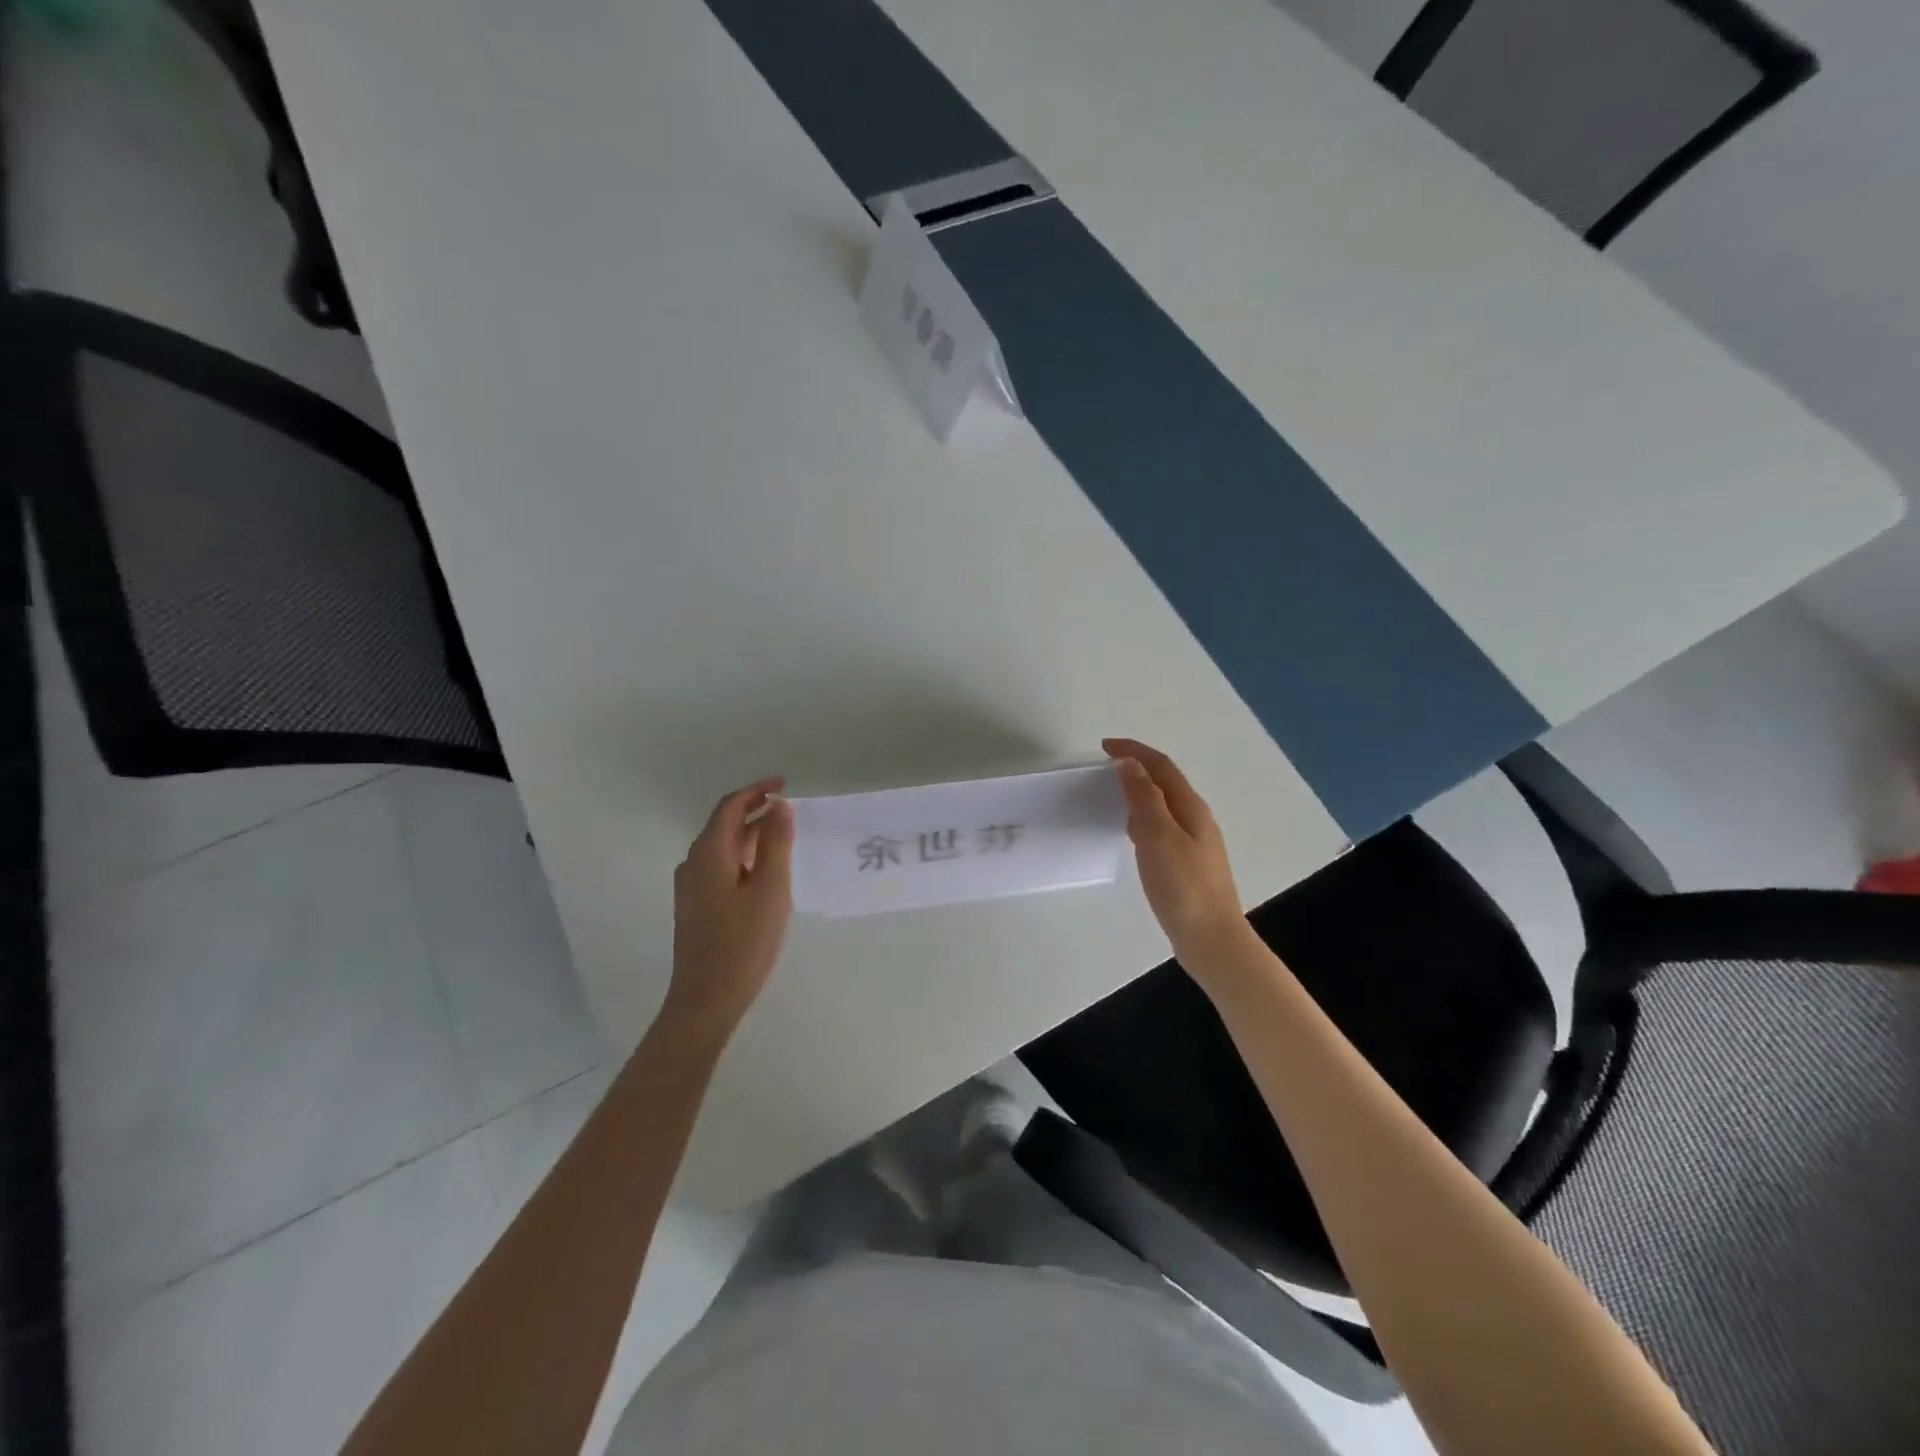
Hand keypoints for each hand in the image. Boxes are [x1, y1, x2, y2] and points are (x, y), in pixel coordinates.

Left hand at [666, 777, 794, 1030]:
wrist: (706, 999)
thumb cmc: (743, 941)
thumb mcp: (771, 888)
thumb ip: (776, 843)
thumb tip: (778, 806)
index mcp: (709, 853)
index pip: (730, 807)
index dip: (756, 791)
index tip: (784, 785)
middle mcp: (693, 863)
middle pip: (724, 825)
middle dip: (755, 812)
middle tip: (789, 810)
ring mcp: (691, 887)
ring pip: (723, 848)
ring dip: (751, 836)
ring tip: (783, 837)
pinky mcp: (695, 907)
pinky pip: (721, 867)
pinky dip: (743, 857)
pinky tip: (764, 873)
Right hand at [1104, 738, 1251, 971]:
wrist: (1211, 939)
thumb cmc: (1184, 887)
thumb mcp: (1160, 838)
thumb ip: (1145, 799)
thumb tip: (1131, 764)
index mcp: (1191, 808)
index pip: (1161, 766)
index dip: (1134, 751)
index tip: (1104, 746)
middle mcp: (1196, 819)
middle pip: (1165, 781)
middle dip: (1137, 767)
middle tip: (1105, 767)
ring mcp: (1193, 842)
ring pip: (1162, 804)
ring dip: (1139, 791)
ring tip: (1111, 793)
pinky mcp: (1186, 863)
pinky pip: (1160, 826)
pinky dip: (1141, 817)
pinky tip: (1128, 831)